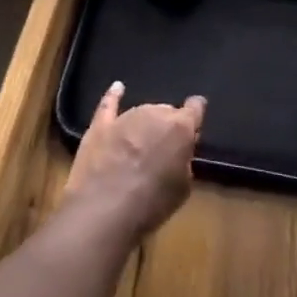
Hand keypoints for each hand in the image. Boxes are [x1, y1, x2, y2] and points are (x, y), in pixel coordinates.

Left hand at [62, 82, 203, 242]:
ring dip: (145, 124)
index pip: (195, 108)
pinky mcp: (100, 125)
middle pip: (166, 112)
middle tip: (164, 150)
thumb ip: (184, 161)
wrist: (104, 209)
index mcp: (180, 127)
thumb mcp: (183, 187)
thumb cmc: (152, 203)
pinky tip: (117, 87)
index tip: (196, 122)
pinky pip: (108, 104)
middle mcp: (154, 113)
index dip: (196, 114)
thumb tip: (178, 152)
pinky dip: (113, 96)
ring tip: (142, 145)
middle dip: (167, 127)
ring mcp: (125, 117)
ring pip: (142, 112)